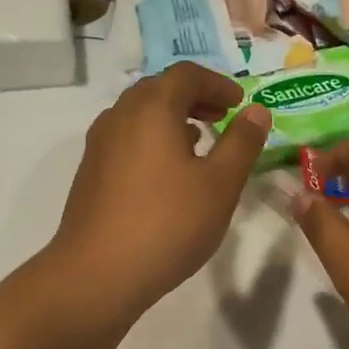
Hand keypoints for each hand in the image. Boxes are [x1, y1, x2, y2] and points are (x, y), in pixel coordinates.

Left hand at [49, 63, 270, 325]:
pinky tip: (169, 174)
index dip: (218, 83)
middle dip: (195, 97)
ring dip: (172, 119)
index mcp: (151, 109)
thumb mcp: (220, 184)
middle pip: (159, 89)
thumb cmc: (168, 223)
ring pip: (140, 115)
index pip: (186, 74)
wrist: (98, 274)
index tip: (240, 103)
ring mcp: (100, 146)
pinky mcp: (91, 173)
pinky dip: (153, 140)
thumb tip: (256, 110)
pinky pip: (127, 139)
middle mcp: (120, 117)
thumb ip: (242, 142)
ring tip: (200, 144)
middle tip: (223, 118)